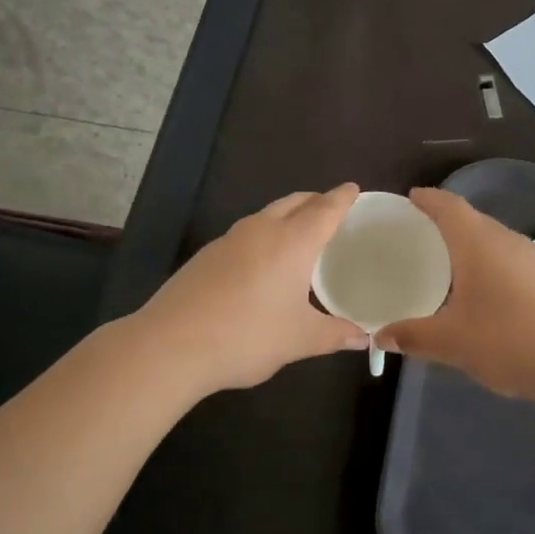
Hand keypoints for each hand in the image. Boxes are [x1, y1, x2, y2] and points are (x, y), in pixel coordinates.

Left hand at [134, 183, 366, 394]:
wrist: (171, 345)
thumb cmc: (247, 336)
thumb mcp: (299, 340)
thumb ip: (334, 335)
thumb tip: (363, 338)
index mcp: (292, 242)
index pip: (324, 210)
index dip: (342, 198)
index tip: (353, 188)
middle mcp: (261, 230)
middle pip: (294, 203)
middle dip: (314, 201)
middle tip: (330, 208)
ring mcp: (228, 240)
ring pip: (266, 215)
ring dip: (286, 216)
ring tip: (298, 234)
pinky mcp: (206, 255)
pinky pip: (245, 234)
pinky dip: (263, 236)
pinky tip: (261, 262)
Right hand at [377, 187, 534, 403]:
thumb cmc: (507, 341)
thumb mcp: (451, 342)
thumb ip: (412, 336)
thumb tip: (380, 335)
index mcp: (479, 243)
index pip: (449, 206)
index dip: (428, 199)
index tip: (409, 199)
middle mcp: (505, 240)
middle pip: (470, 217)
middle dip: (443, 220)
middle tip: (416, 233)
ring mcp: (530, 258)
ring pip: (490, 237)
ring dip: (466, 241)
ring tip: (442, 259)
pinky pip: (505, 256)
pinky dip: (484, 259)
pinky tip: (476, 286)